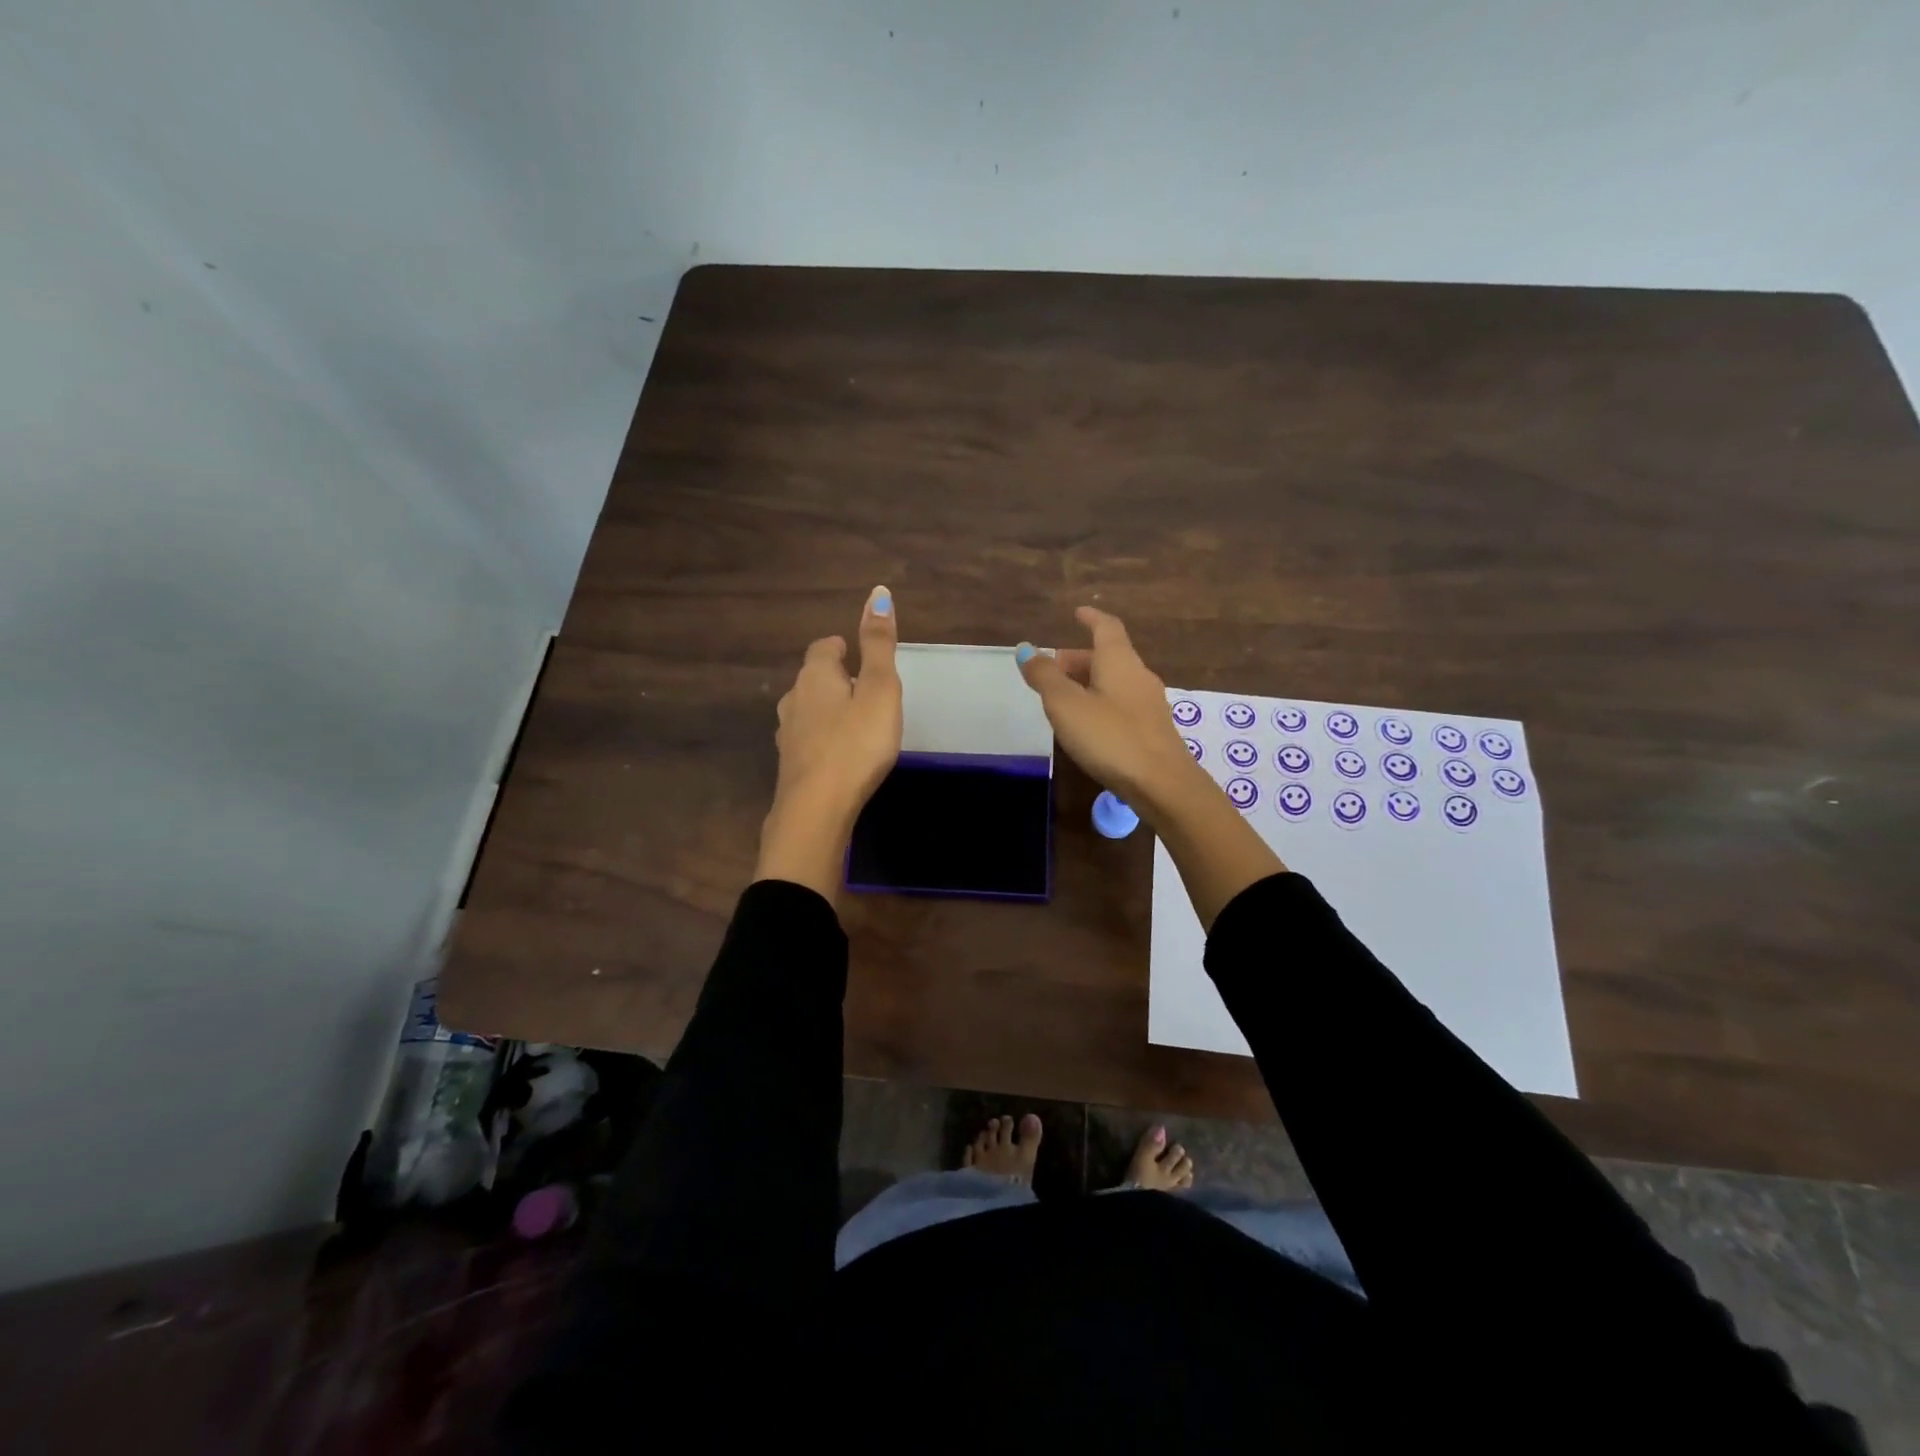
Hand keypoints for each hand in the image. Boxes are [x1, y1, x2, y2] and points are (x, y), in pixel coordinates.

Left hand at [755, 586, 901, 899]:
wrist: (817, 808)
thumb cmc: (856, 743)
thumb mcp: (879, 689)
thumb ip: (878, 644)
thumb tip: (879, 592)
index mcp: (815, 676)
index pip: (822, 648)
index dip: (840, 647)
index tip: (856, 654)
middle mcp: (794, 699)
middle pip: (812, 679)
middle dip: (834, 679)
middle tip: (862, 687)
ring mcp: (787, 734)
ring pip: (807, 711)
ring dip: (827, 710)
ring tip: (853, 721)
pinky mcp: (790, 765)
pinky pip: (807, 740)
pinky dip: (822, 739)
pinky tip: (837, 754)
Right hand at [1015, 606, 1201, 816]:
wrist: (1162, 784)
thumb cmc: (1110, 737)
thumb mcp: (1066, 705)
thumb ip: (1045, 676)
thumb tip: (1026, 649)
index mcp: (1119, 661)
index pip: (1106, 627)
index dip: (1091, 618)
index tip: (1077, 613)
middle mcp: (1138, 675)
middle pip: (1109, 656)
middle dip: (1079, 658)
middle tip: (1052, 669)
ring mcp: (1149, 703)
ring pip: (1115, 681)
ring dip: (1089, 682)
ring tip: (1064, 699)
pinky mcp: (1153, 729)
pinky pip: (1122, 703)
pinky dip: (1101, 702)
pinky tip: (1088, 724)